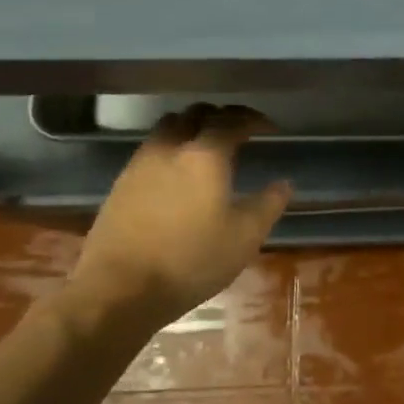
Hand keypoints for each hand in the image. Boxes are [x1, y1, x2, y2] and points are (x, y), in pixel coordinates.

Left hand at [64, 105, 291, 331]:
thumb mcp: (245, 237)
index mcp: (204, 156)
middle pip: (195, 114)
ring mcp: (140, 164)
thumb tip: (284, 184)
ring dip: (191, 127)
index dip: (253, 119)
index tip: (270, 128)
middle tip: (240, 130)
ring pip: (168, 128)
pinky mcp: (120, 184)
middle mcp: (170, 149)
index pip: (231, 121)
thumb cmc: (192, 260)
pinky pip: (151, 149)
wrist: (120, 289)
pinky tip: (179, 173)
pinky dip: (171, 148)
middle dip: (221, 116)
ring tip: (208, 146)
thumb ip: (268, 205)